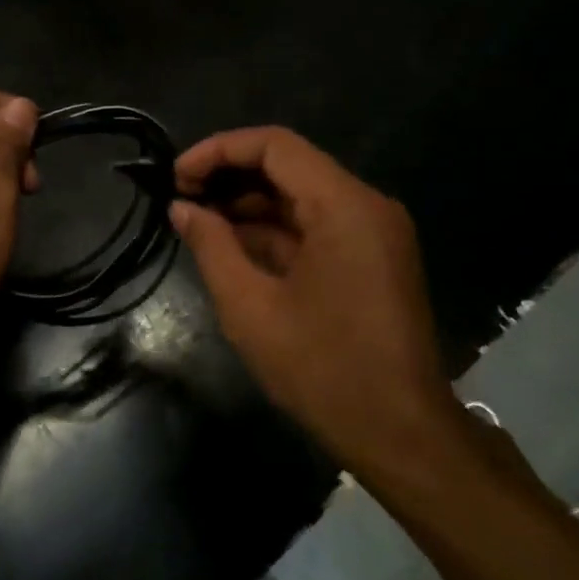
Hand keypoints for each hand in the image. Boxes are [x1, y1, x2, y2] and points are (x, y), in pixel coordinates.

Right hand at [170, 127, 464, 468]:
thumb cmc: (322, 369)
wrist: (401, 433)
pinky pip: (317, 227)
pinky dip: (275, 232)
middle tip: (181, 200)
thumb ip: (212, 246)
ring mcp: (374, 233)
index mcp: (344, 206)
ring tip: (198, 224)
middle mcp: (366, 206)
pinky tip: (234, 248)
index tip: (177, 177)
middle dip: (231, 178)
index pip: (275, 146)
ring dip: (250, 207)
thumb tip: (181, 208)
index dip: (219, 150)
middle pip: (289, 166)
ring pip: (301, 197)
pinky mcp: (372, 258)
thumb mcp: (250, 307)